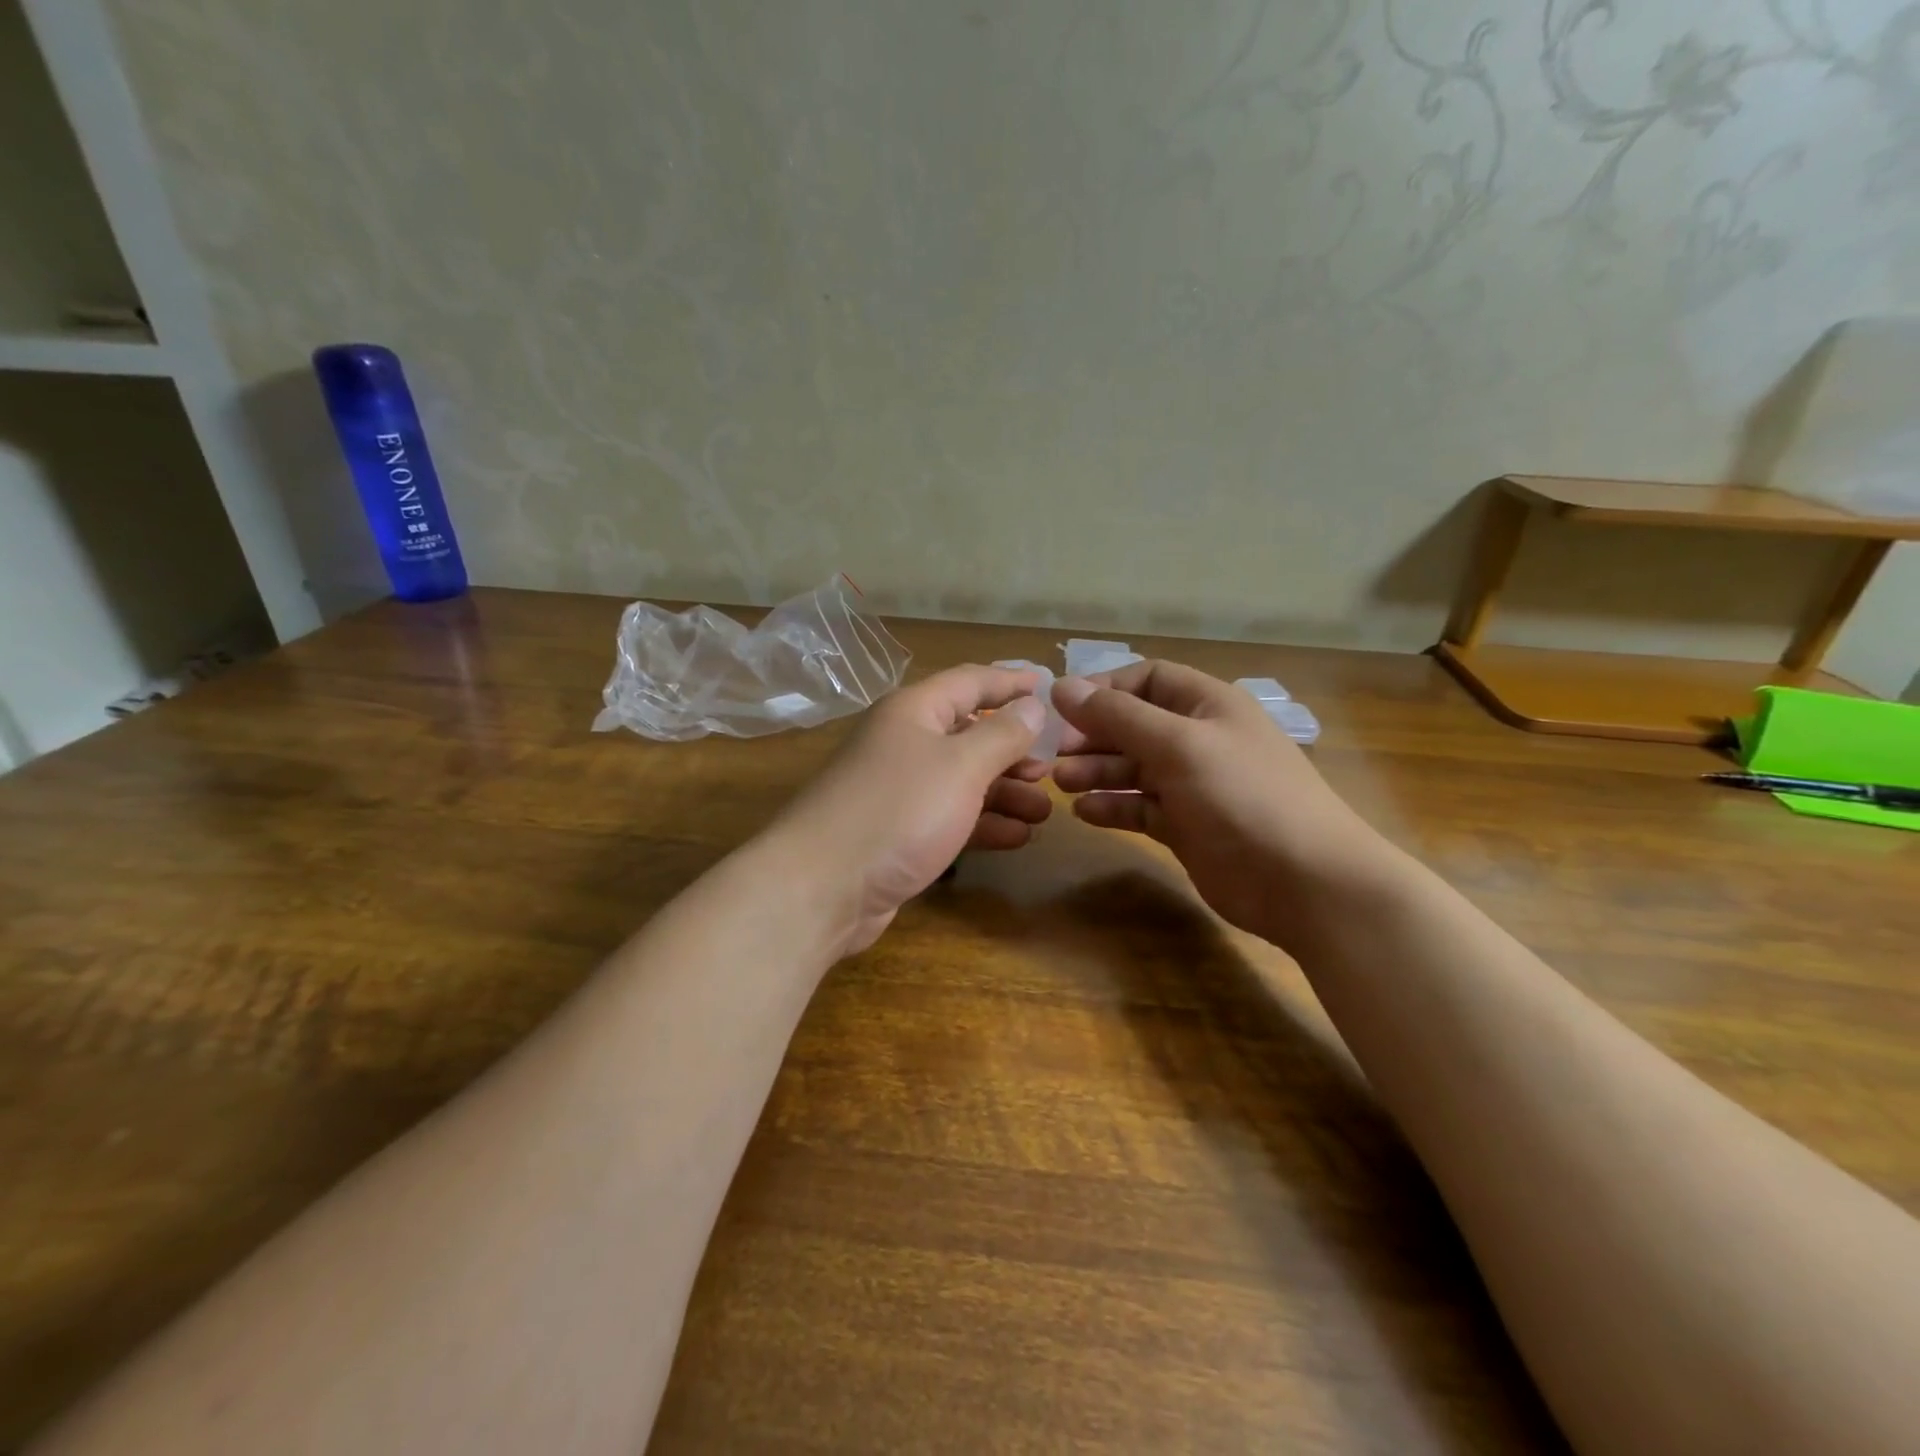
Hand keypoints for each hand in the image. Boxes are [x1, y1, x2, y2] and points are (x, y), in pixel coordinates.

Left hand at [772, 664, 1053, 953]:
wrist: (822, 887)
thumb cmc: (898, 811)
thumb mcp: (961, 766)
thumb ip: (1002, 734)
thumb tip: (1031, 706)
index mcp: (914, 712)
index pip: (971, 681)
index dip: (1011, 681)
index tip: (1050, 687)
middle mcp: (904, 743)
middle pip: (969, 734)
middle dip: (1014, 750)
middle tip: (1052, 769)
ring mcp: (899, 790)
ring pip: (963, 781)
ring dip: (1005, 793)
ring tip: (1044, 811)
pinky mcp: (898, 833)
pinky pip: (950, 818)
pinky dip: (983, 824)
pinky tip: (1017, 837)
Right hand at [1050, 661, 1387, 946]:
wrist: (1304, 881)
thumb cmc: (1242, 796)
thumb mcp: (1178, 745)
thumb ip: (1118, 716)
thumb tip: (1061, 687)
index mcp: (1208, 705)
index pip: (1148, 680)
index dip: (1104, 689)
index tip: (1062, 708)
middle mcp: (1199, 739)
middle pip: (1135, 725)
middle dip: (1094, 735)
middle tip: (1055, 754)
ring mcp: (1193, 786)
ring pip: (1133, 768)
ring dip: (1097, 771)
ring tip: (1062, 783)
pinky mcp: (1187, 827)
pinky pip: (1140, 808)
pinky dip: (1113, 807)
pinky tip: (1085, 813)